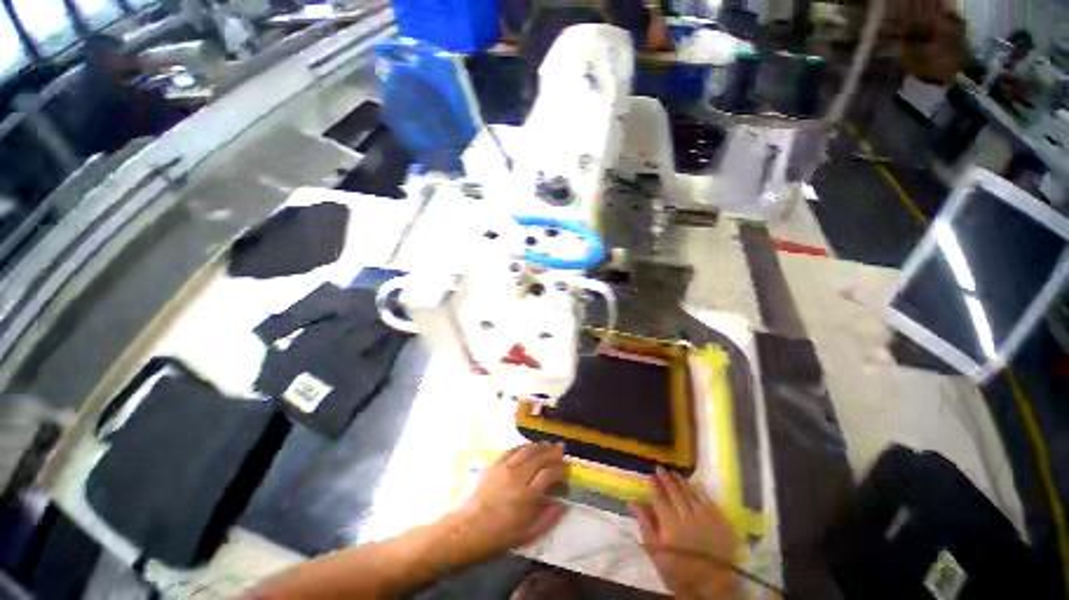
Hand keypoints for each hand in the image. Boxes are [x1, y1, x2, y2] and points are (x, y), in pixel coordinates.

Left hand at [453, 443, 567, 557]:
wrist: (469, 529)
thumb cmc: (500, 536)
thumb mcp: (528, 535)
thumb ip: (549, 518)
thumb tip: (563, 504)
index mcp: (529, 495)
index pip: (550, 473)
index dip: (561, 469)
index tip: (566, 470)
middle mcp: (519, 476)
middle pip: (540, 457)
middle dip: (553, 452)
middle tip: (561, 449)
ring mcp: (506, 467)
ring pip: (527, 450)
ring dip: (539, 446)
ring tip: (547, 446)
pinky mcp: (495, 464)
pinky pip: (513, 450)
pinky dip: (523, 446)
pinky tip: (528, 448)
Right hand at [629, 467, 736, 598]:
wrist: (711, 586)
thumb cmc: (678, 570)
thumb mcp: (655, 551)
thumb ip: (644, 524)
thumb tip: (632, 502)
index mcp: (669, 524)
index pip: (659, 498)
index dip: (654, 485)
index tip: (650, 475)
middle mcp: (687, 516)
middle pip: (675, 492)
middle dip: (666, 479)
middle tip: (660, 468)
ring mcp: (705, 517)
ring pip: (690, 493)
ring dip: (681, 481)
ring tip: (674, 472)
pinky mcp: (720, 521)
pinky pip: (707, 500)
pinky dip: (698, 490)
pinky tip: (693, 484)